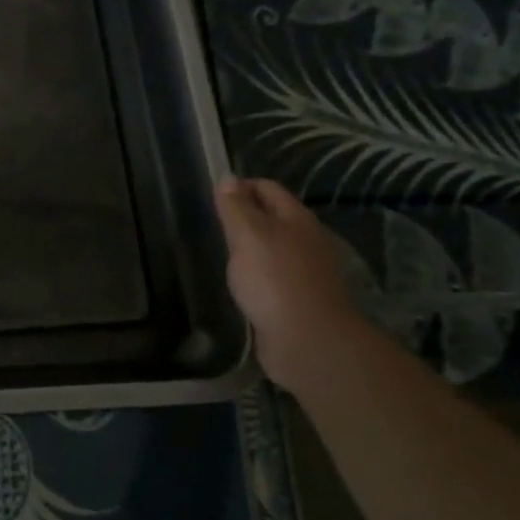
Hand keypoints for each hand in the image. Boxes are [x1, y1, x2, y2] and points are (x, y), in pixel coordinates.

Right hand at [214, 176, 366, 384]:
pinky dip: (256, 273)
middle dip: (244, 216)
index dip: (240, 186)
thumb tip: (229, 178)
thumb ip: (236, 207)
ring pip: (272, 247)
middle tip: (213, 225)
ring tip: (221, 252)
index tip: (212, 196)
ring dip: (250, 247)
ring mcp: (305, 271)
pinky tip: (239, 282)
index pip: (267, 188)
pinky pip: (272, 274)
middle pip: (272, 217)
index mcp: (297, 219)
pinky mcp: (298, 298)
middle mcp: (306, 240)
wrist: (307, 340)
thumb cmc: (274, 279)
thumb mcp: (247, 235)